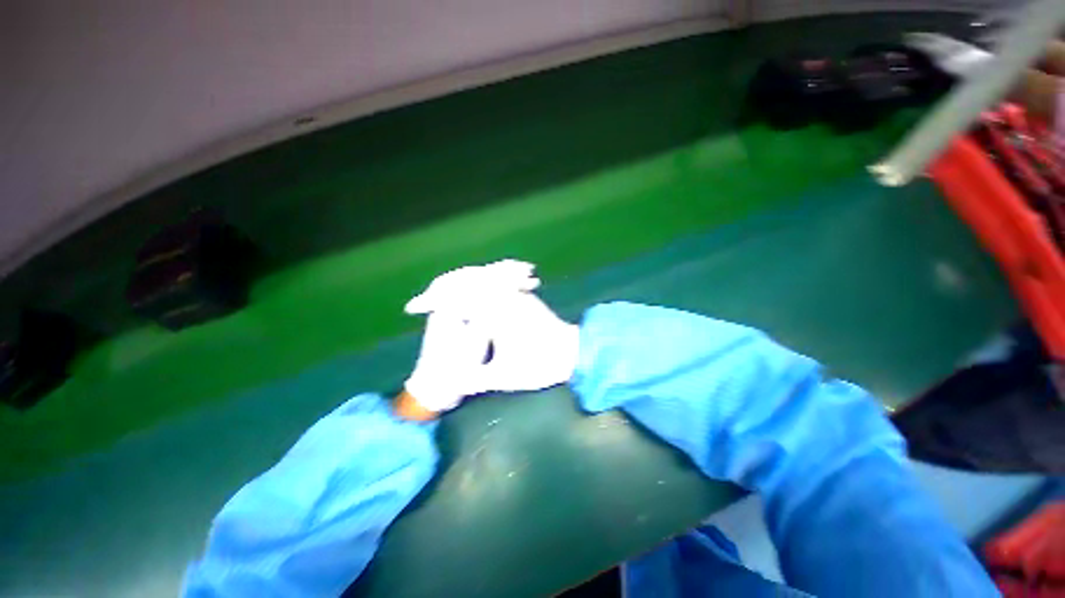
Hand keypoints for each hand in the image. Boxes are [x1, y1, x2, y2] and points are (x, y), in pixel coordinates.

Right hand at [402, 260, 579, 414]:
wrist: (575, 354)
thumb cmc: (542, 366)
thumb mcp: (506, 377)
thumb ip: (475, 379)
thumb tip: (449, 383)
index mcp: (498, 314)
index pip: (458, 298)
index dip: (433, 301)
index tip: (416, 308)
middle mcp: (505, 298)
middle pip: (467, 280)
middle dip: (443, 286)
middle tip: (425, 299)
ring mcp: (516, 294)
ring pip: (483, 277)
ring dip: (460, 281)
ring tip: (444, 292)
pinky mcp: (523, 295)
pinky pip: (498, 281)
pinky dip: (481, 282)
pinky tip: (474, 289)